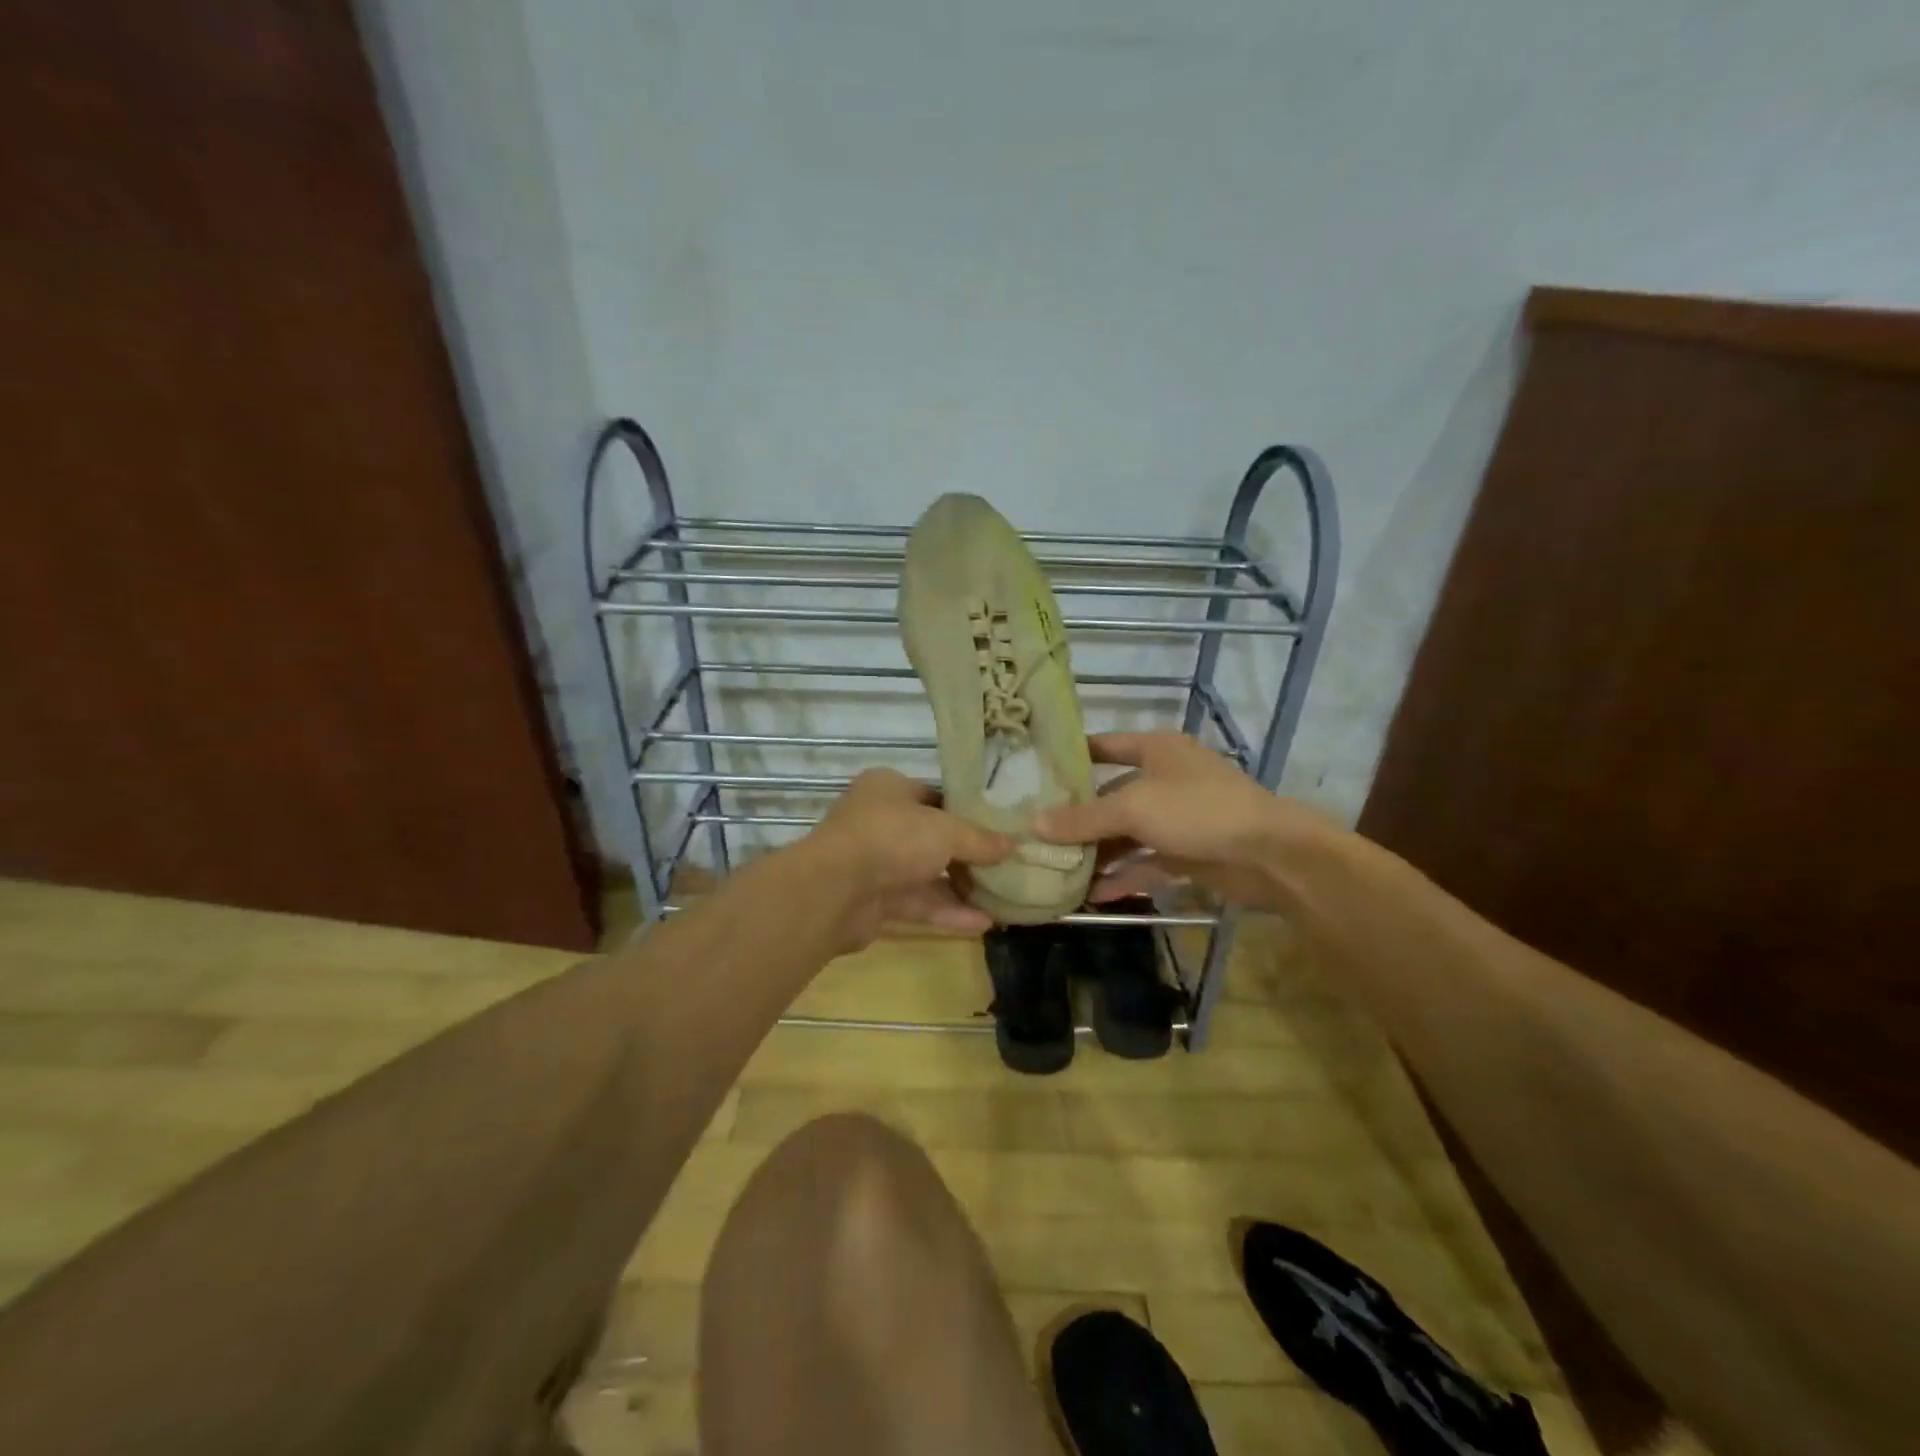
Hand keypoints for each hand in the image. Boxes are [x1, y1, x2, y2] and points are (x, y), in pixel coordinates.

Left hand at [806, 769, 1011, 946]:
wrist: (834, 890)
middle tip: (1007, 866)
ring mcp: (875, 863)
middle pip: (932, 837)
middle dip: (968, 855)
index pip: (934, 796)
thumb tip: (1013, 845)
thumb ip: (980, 840)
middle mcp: (879, 821)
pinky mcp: (874, 901)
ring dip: (961, 887)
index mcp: (889, 789)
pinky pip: (918, 903)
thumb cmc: (892, 838)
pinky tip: (984, 923)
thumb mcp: (946, 831)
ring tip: (1003, 898)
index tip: (999, 828)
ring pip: (925, 874)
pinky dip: (947, 912)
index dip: (967, 812)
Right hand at [1032, 732, 1340, 912]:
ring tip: (1057, 870)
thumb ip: (1083, 818)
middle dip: (1078, 818)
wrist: (1271, 855)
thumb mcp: (1134, 808)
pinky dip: (1123, 876)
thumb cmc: (1198, 810)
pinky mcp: (1188, 853)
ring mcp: (1178, 818)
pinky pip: (1145, 862)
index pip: (1105, 746)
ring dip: (1098, 853)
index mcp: (1156, 750)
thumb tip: (1033, 824)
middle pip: (1111, 796)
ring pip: (1127, 834)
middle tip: (1037, 834)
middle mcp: (1165, 779)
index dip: (1073, 757)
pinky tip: (1092, 896)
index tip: (1037, 773)